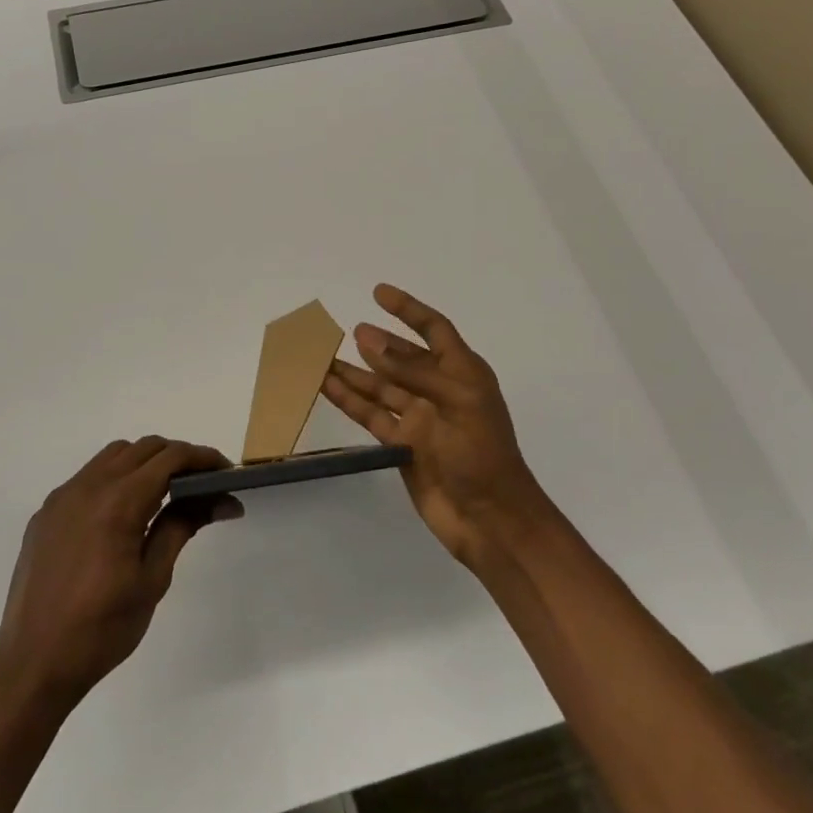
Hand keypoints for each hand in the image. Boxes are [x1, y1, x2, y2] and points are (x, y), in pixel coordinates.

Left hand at [0, 437, 241, 708]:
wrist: (32, 664)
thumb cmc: (101, 629)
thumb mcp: (152, 579)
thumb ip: (182, 527)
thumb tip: (221, 500)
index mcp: (118, 502)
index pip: (170, 458)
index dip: (203, 458)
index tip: (227, 472)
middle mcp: (88, 486)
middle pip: (143, 448)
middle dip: (177, 457)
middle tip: (203, 484)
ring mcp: (62, 497)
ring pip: (113, 456)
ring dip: (145, 462)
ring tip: (166, 494)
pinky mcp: (47, 513)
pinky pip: (88, 477)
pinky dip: (115, 478)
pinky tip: (124, 513)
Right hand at [323, 285, 550, 566]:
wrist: (490, 520)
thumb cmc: (482, 454)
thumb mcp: (454, 402)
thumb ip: (410, 371)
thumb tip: (368, 340)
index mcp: (463, 374)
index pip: (435, 331)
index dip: (409, 310)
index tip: (379, 293)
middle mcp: (439, 391)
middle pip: (403, 358)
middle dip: (377, 343)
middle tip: (344, 330)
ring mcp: (419, 419)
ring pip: (380, 386)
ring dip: (355, 371)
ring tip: (322, 356)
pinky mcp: (402, 445)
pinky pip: (371, 415)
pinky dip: (349, 400)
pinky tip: (327, 386)